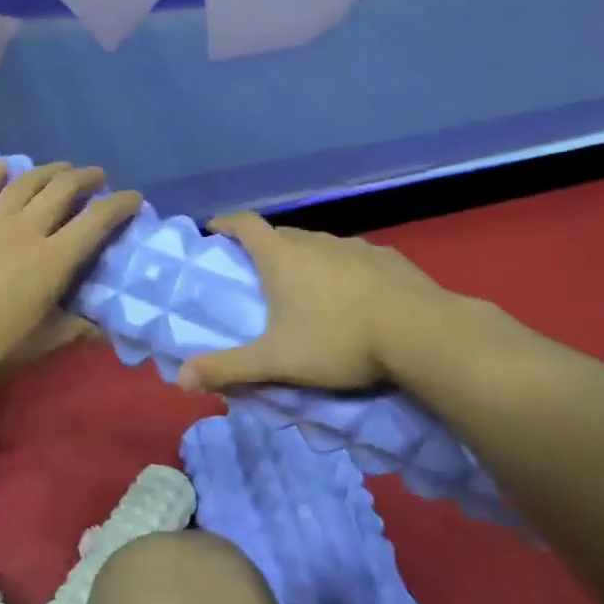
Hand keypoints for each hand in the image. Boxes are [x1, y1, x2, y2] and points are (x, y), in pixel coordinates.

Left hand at [0, 161, 142, 391]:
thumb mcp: (40, 345)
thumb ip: (74, 331)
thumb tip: (103, 329)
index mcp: (53, 260)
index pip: (96, 222)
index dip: (120, 205)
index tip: (133, 197)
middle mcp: (26, 229)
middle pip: (62, 190)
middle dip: (86, 178)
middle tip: (96, 176)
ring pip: (25, 183)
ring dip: (48, 170)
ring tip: (60, 168)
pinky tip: (4, 166)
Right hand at [177, 214, 458, 394]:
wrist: (423, 334)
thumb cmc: (338, 341)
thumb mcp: (276, 361)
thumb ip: (229, 369)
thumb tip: (181, 380)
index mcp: (282, 257)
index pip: (244, 223)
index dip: (226, 223)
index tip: (214, 230)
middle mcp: (316, 242)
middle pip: (281, 234)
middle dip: (265, 247)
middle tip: (258, 274)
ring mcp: (355, 247)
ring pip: (320, 246)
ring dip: (306, 260)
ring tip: (307, 290)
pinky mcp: (389, 260)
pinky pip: (354, 259)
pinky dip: (343, 271)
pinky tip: (354, 298)